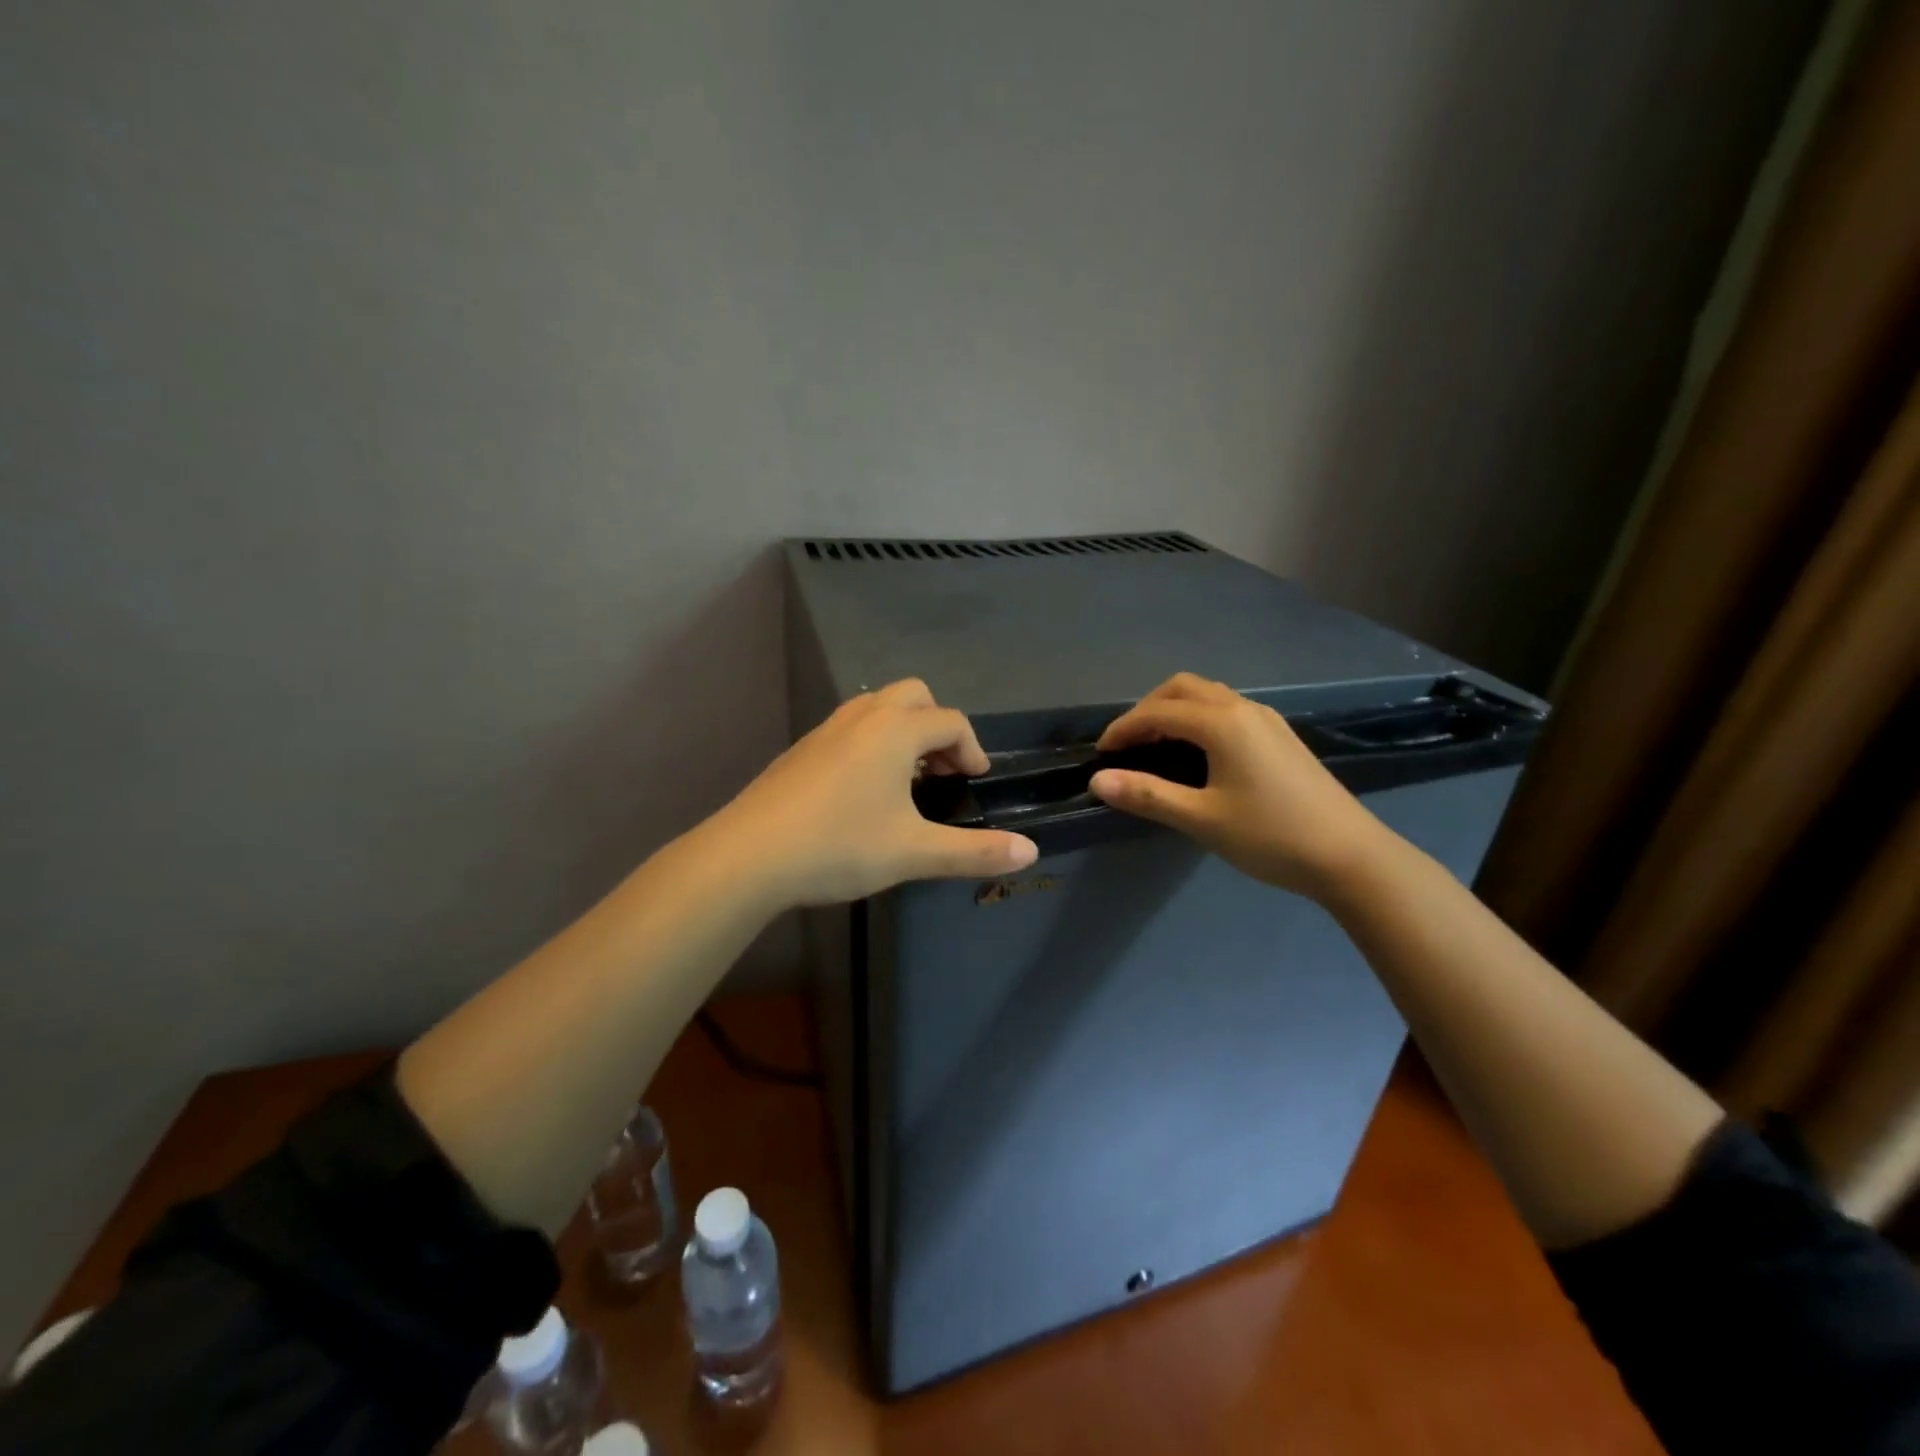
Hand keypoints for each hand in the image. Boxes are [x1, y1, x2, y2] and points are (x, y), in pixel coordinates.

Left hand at [718, 679, 1038, 907]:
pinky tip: (863, 790)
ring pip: (877, 707)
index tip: (975, 782)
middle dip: (938, 726)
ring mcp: (826, 730)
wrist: (748, 856)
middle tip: (943, 770)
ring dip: (903, 731)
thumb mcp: (914, 852)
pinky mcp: (801, 749)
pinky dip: (871, 742)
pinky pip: (850, 727)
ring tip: (908, 778)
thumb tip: (1031, 852)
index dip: (972, 749)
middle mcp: (862, 717)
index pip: (951, 722)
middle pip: (914, 696)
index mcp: (896, 731)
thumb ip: (975, 851)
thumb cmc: (840, 846)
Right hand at [1089, 673, 1390, 898]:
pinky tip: (1197, 754)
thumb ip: (1147, 795)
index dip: (1123, 729)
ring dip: (1174, 710)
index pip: (1157, 712)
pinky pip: (1227, 710)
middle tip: (1128, 745)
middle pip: (1182, 688)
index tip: (1101, 754)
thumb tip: (1098, 781)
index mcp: (1222, 723)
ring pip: (1208, 696)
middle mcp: (1243, 709)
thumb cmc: (1271, 836)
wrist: (1351, 856)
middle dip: (1147, 709)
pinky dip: (1199, 719)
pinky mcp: (1280, 736)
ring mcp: (1267, 720)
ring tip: (1156, 747)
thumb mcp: (1201, 819)